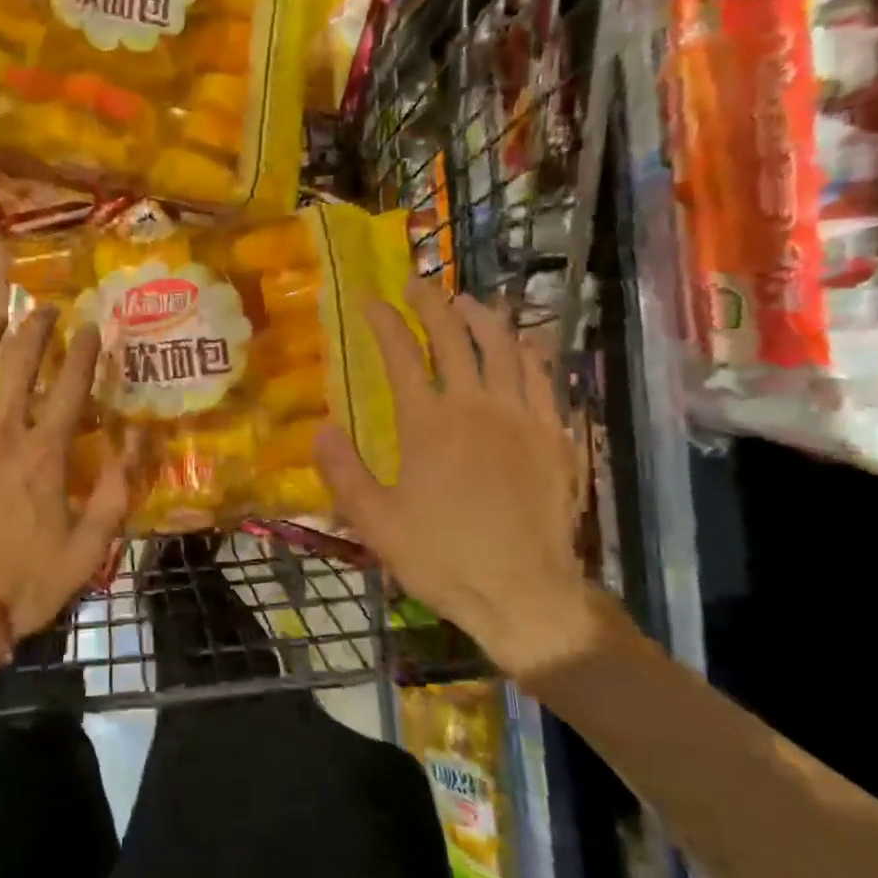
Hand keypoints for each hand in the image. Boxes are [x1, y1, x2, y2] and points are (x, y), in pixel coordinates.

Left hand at [0, 307, 128, 652]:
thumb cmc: (23, 582)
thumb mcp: (89, 547)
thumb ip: (117, 491)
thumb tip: (138, 439)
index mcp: (44, 453)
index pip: (71, 386)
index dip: (84, 352)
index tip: (92, 326)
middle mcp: (0, 431)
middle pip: (19, 365)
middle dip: (35, 331)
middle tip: (43, 309)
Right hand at [314, 279, 600, 679]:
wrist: (524, 593)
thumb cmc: (442, 558)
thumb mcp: (375, 522)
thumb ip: (343, 471)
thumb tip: (321, 428)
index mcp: (429, 424)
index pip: (401, 354)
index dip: (382, 321)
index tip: (367, 300)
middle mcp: (477, 406)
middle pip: (454, 337)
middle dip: (431, 303)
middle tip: (416, 284)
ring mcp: (523, 417)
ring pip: (505, 347)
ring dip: (482, 317)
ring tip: (466, 301)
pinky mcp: (556, 435)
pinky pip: (543, 377)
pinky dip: (527, 350)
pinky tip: (519, 345)